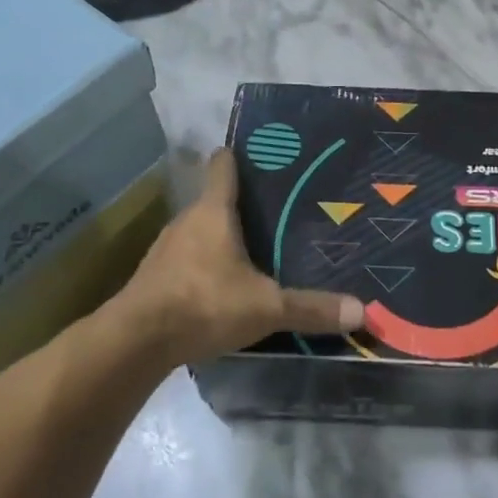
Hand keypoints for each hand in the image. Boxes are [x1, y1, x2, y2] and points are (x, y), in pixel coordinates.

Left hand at [115, 149, 364, 366]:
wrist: (134, 342)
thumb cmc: (204, 304)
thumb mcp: (266, 308)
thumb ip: (311, 308)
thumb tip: (363, 311)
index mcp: (213, 212)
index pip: (223, 166)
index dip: (239, 155)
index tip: (262, 154)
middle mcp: (187, 221)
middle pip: (214, 199)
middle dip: (240, 203)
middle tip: (276, 210)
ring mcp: (165, 249)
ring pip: (199, 231)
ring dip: (220, 236)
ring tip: (253, 247)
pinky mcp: (154, 277)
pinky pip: (186, 259)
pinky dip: (203, 264)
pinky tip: (222, 284)